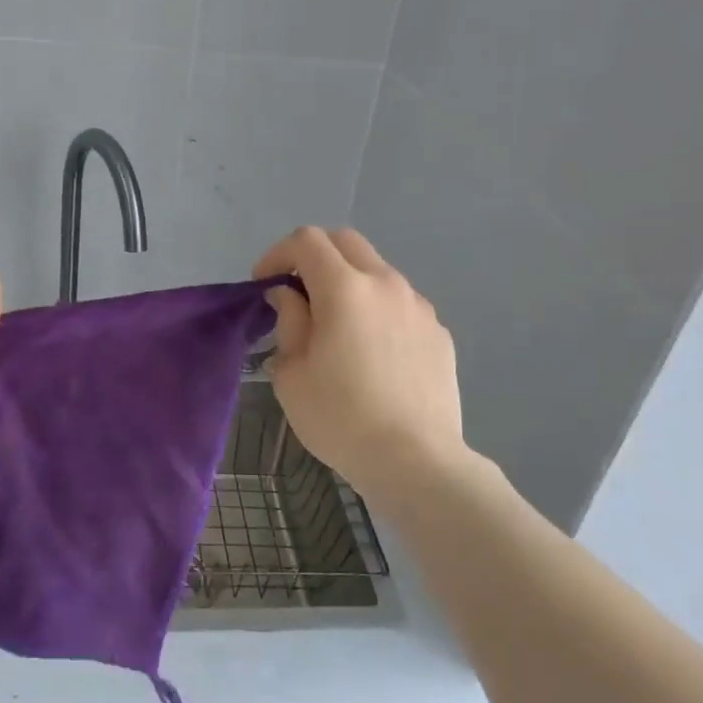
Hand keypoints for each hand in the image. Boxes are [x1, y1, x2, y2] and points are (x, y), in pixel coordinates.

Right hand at [253, 227, 471, 500]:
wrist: (416, 461)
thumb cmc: (340, 418)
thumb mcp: (291, 372)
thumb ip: (288, 321)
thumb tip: (290, 296)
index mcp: (345, 288)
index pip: (306, 240)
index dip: (278, 254)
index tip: (265, 284)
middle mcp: (386, 283)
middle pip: (345, 241)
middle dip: (314, 256)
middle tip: (297, 292)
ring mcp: (418, 306)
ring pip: (376, 270)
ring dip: (349, 281)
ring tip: (336, 325)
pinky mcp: (438, 331)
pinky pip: (400, 303)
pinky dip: (377, 309)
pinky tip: (371, 351)